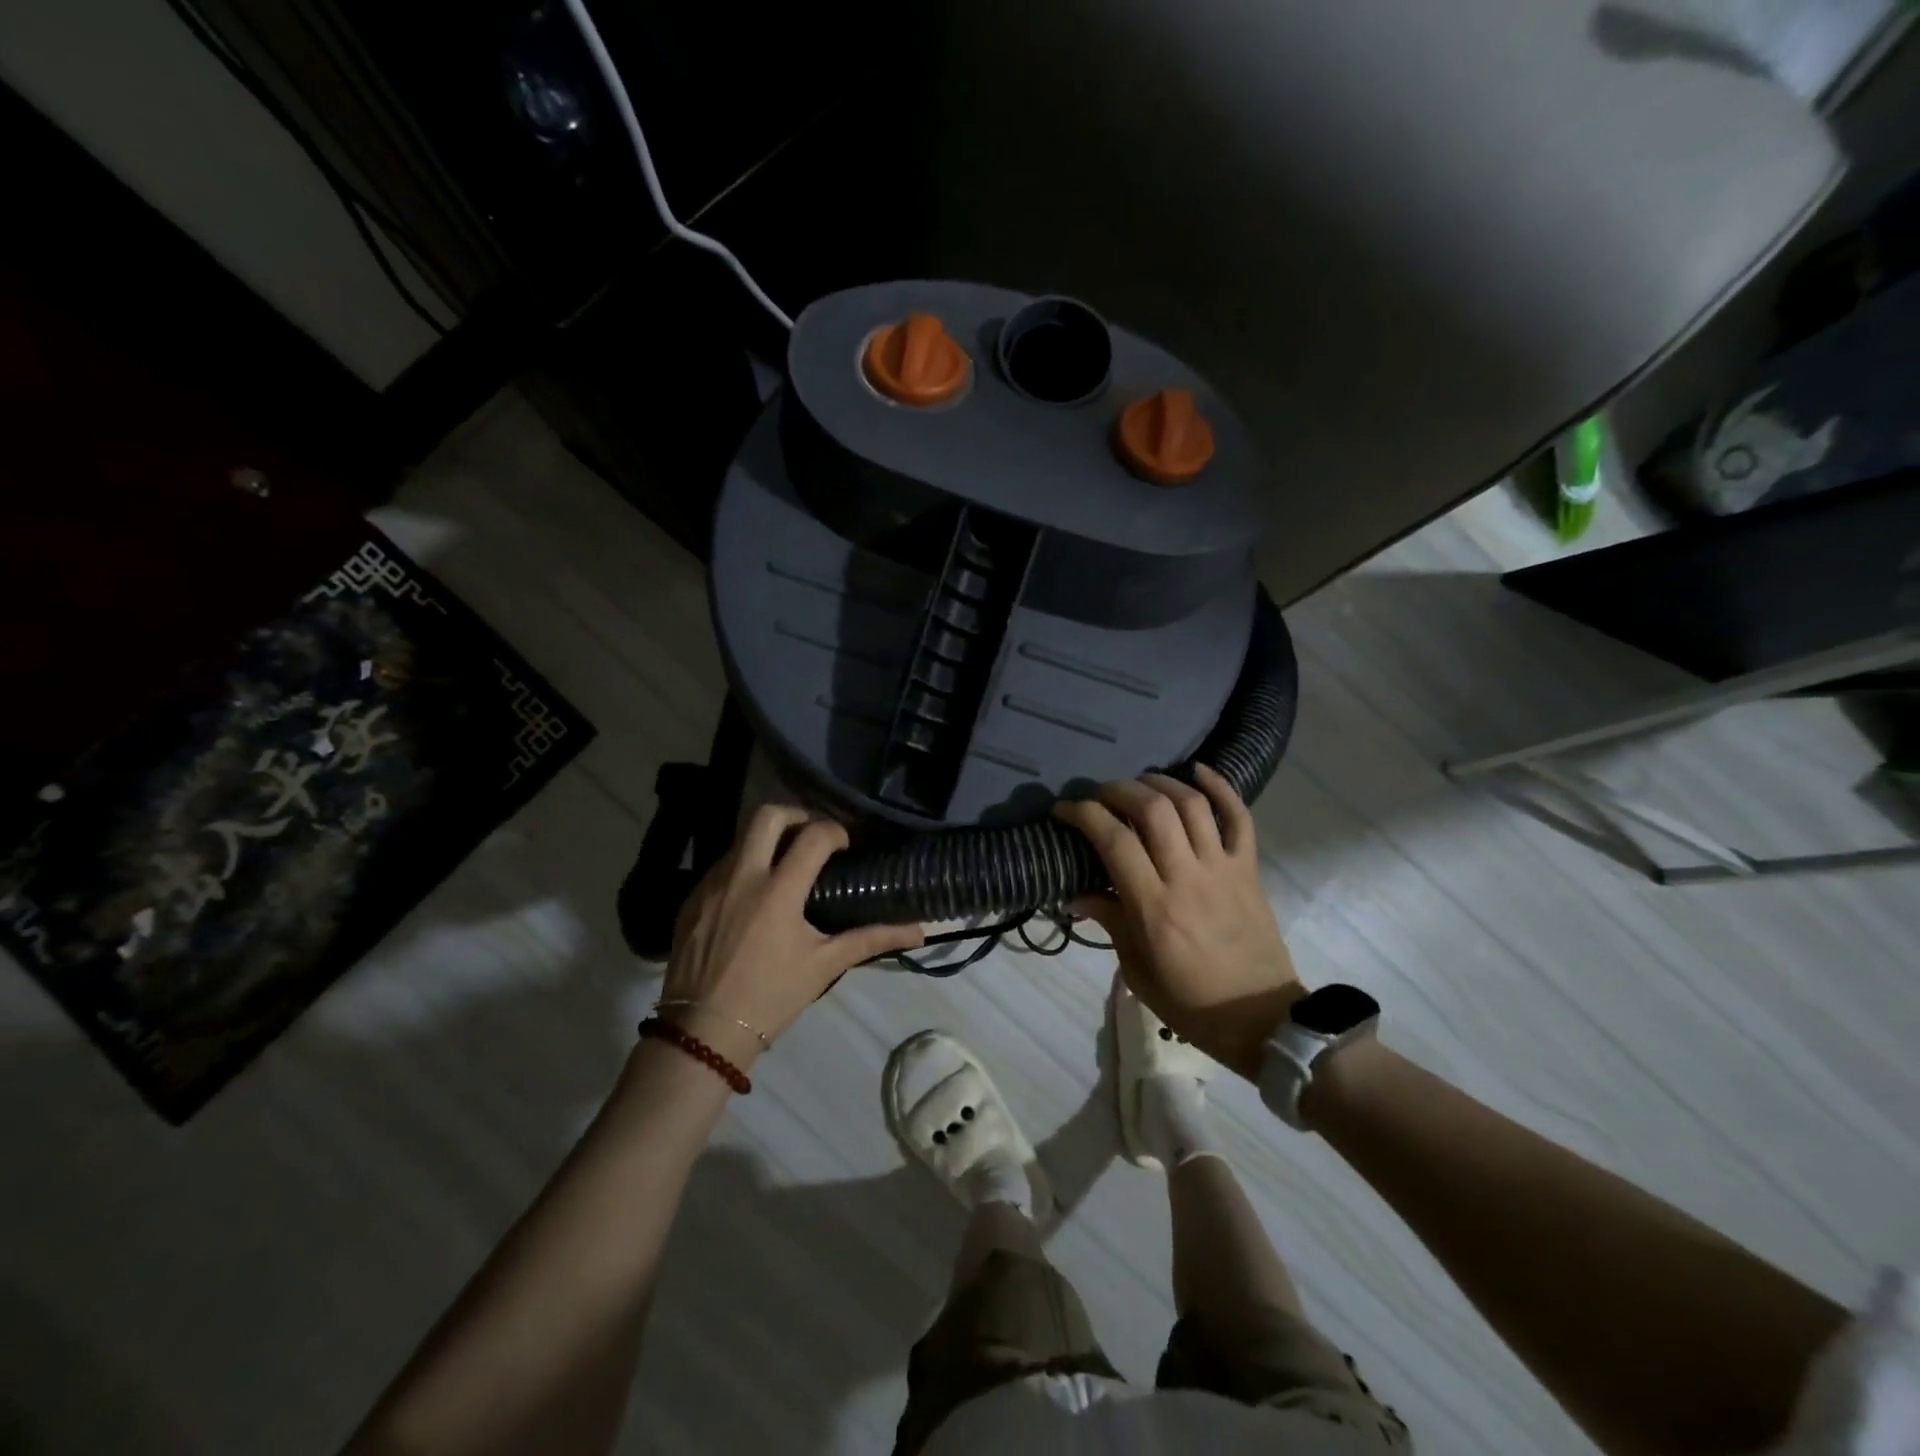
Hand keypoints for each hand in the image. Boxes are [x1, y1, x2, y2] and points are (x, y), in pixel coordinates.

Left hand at [660, 806, 922, 1068]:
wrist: (704, 1032)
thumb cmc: (771, 997)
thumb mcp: (825, 965)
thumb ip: (872, 939)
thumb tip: (920, 931)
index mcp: (779, 890)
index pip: (814, 835)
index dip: (836, 831)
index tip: (844, 847)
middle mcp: (742, 876)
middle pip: (768, 814)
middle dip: (796, 816)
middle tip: (811, 838)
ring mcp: (711, 884)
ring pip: (741, 838)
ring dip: (767, 841)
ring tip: (784, 868)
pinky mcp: (691, 898)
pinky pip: (721, 865)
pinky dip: (743, 867)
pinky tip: (753, 896)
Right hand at [1054, 765, 1303, 1078]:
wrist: (1262, 1019)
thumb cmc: (1192, 1003)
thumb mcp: (1137, 971)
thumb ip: (1109, 923)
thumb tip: (1075, 894)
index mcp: (1154, 907)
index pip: (1113, 841)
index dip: (1083, 815)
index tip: (1063, 810)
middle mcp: (1187, 877)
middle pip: (1152, 809)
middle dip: (1118, 790)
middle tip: (1099, 795)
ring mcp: (1222, 868)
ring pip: (1192, 804)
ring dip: (1160, 783)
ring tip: (1139, 783)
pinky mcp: (1248, 868)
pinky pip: (1239, 818)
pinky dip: (1221, 787)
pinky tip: (1198, 771)